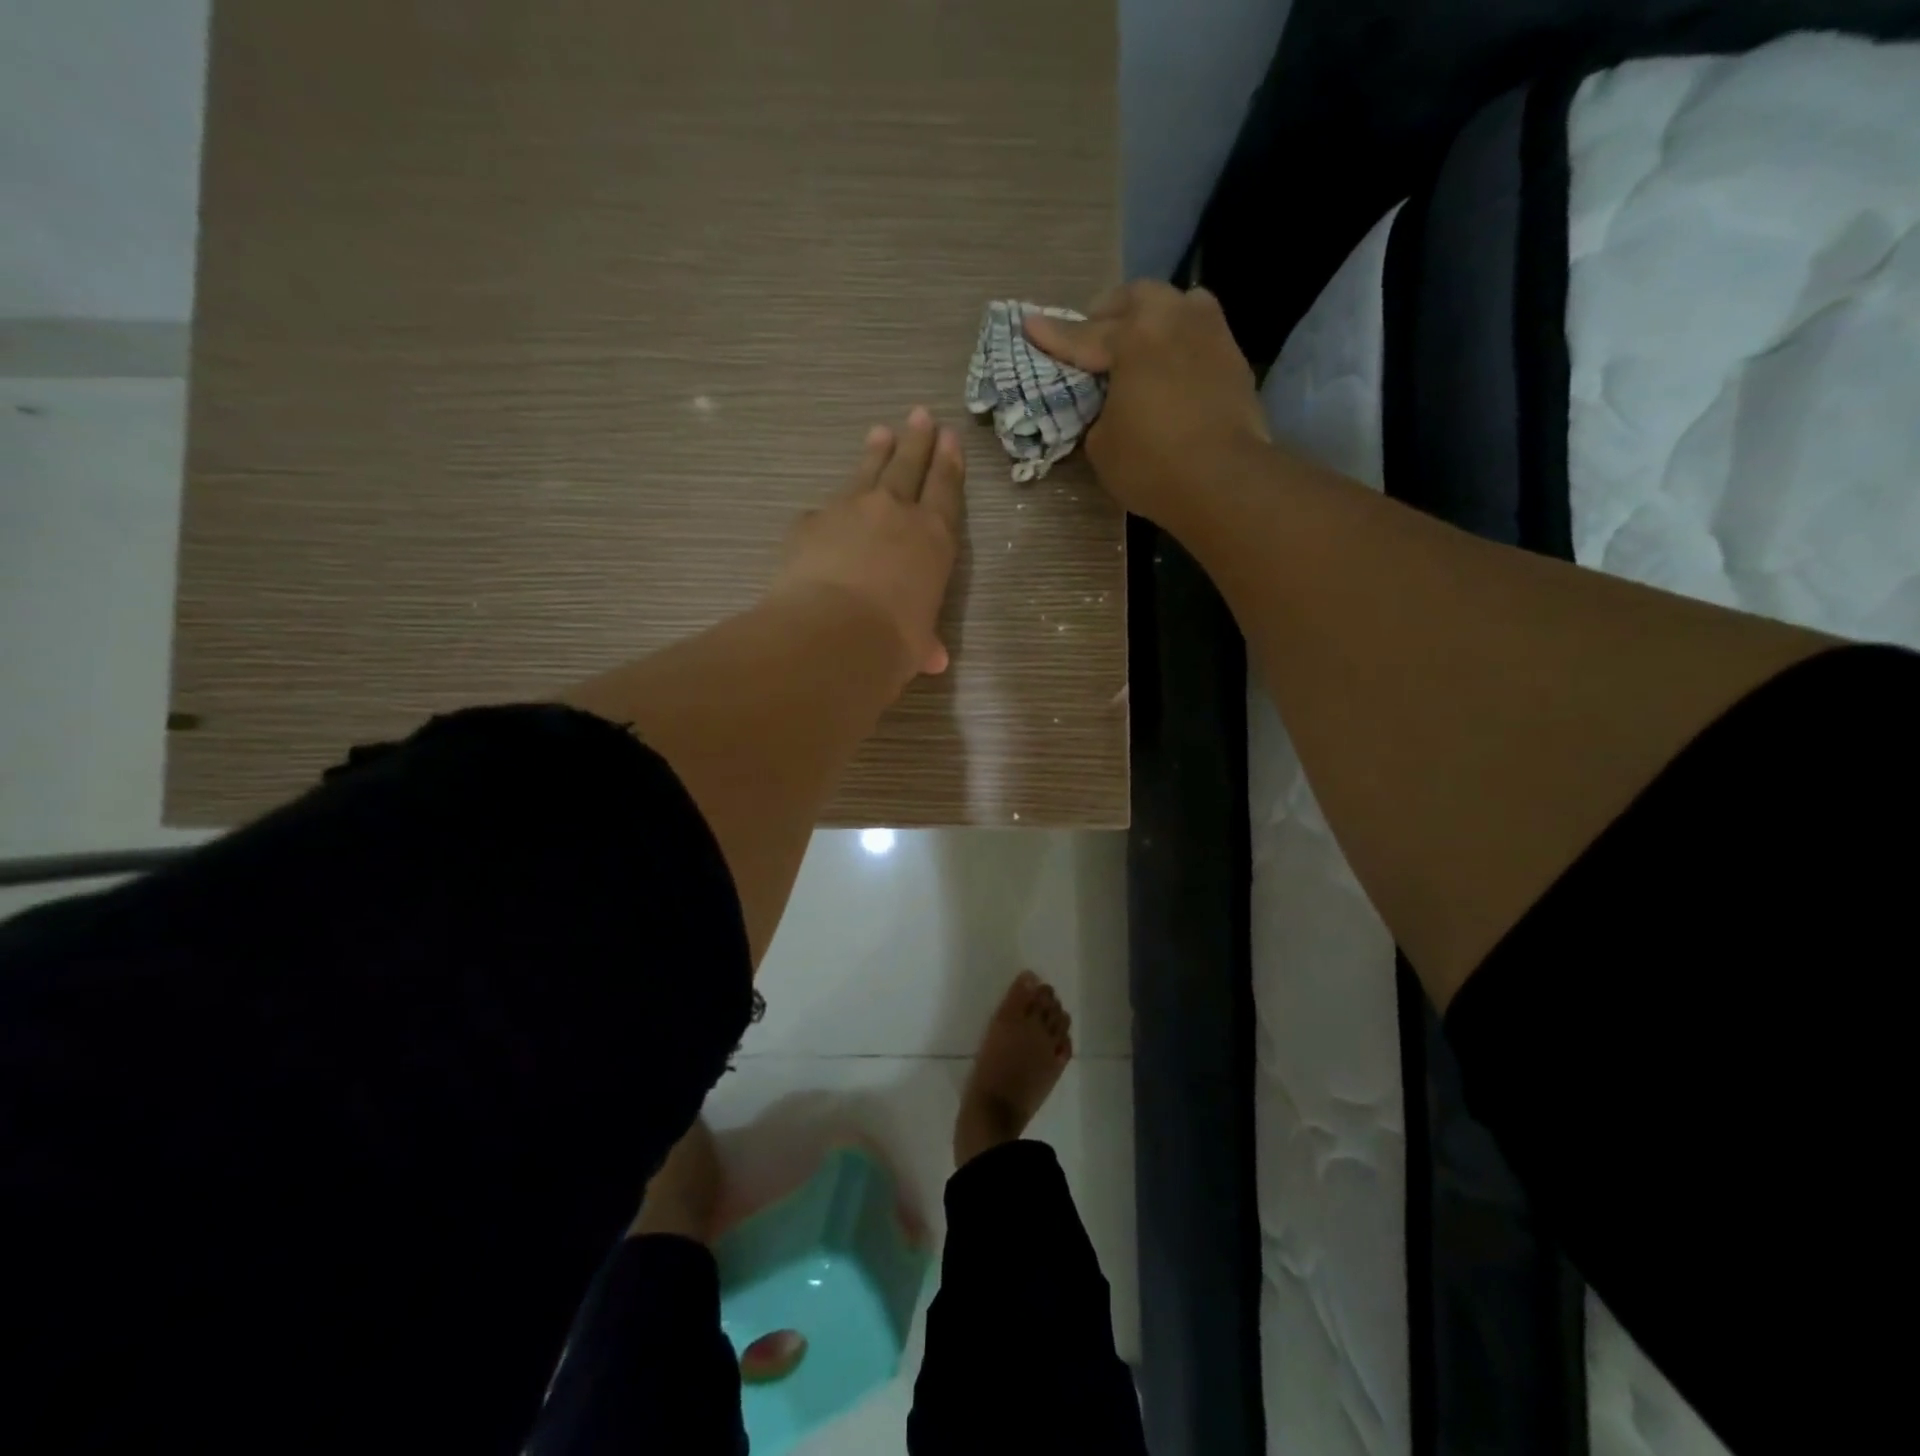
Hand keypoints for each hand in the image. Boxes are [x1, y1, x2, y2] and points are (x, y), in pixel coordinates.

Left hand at [769, 407, 964, 687]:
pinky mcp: (810, 522)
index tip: (950, 437)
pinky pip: (823, 510)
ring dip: (875, 452)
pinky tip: (824, 513)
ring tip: (880, 431)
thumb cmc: (891, 642)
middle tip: (920, 414)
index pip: (945, 490)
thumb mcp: (916, 645)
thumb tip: (932, 658)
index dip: (949, 463)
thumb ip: (923, 641)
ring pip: (867, 472)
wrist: (831, 635)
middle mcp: (895, 513)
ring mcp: (849, 510)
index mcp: (933, 539)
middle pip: (909, 466)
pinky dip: (829, 510)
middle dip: (917, 440)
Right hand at [1023, 281, 1269, 523]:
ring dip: (1153, 315)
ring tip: (1141, 340)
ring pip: (1177, 304)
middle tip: (1094, 333)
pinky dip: (1180, 342)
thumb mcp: (1102, 446)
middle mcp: (1173, 320)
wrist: (1224, 480)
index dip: (1053, 335)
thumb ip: (1099, 415)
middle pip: (1135, 298)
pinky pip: (1200, 333)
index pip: (1083, 335)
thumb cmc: (1152, 464)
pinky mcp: (1234, 359)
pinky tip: (1172, 365)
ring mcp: (1210, 334)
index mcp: (1133, 337)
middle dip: (1108, 312)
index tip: (1029, 323)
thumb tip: (1111, 408)